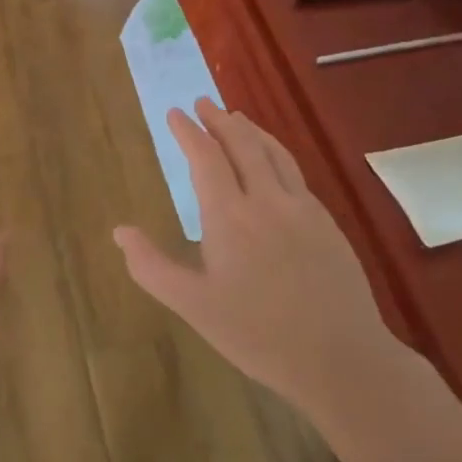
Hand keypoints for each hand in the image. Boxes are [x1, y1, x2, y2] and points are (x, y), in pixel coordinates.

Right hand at [113, 98, 399, 407]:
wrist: (341, 358)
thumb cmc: (257, 334)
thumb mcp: (193, 306)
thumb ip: (151, 267)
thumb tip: (119, 231)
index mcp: (230, 217)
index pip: (206, 159)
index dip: (189, 132)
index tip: (174, 112)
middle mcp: (267, 201)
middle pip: (242, 145)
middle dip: (218, 120)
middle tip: (202, 102)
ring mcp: (302, 209)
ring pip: (273, 153)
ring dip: (250, 130)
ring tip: (235, 116)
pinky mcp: (326, 222)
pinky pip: (294, 171)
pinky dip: (275, 152)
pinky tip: (272, 159)